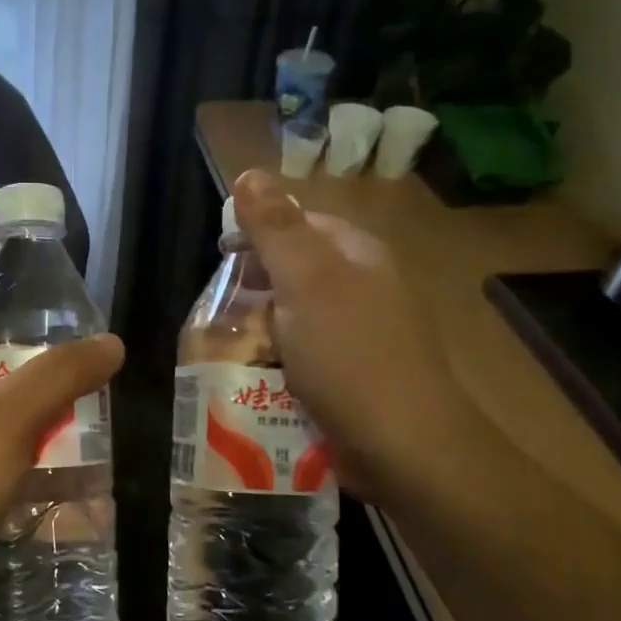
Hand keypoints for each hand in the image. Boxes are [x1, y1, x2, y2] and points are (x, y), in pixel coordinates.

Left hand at [0, 336, 123, 620]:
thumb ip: (59, 376)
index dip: (39, 359)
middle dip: (55, 413)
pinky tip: (83, 504)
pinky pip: (9, 494)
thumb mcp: (6, 417)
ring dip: (53, 457)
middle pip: (8, 406)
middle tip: (104, 417)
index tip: (87, 370)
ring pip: (12, 453)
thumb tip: (113, 343)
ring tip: (106, 458)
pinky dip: (40, 495)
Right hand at [230, 169, 475, 497]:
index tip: (219, 257)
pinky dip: (276, 363)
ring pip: (295, 318)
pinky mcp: (352, 378)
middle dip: (253, 287)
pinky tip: (255, 379)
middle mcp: (363, 289)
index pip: (300, 223)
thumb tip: (249, 173)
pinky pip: (303, 358)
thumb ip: (276, 228)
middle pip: (295, 273)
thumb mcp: (306, 282)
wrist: (404, 447)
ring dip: (259, 330)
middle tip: (215, 311)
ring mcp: (360, 337)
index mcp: (357, 256)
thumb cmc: (350, 355)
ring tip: (226, 349)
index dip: (257, 233)